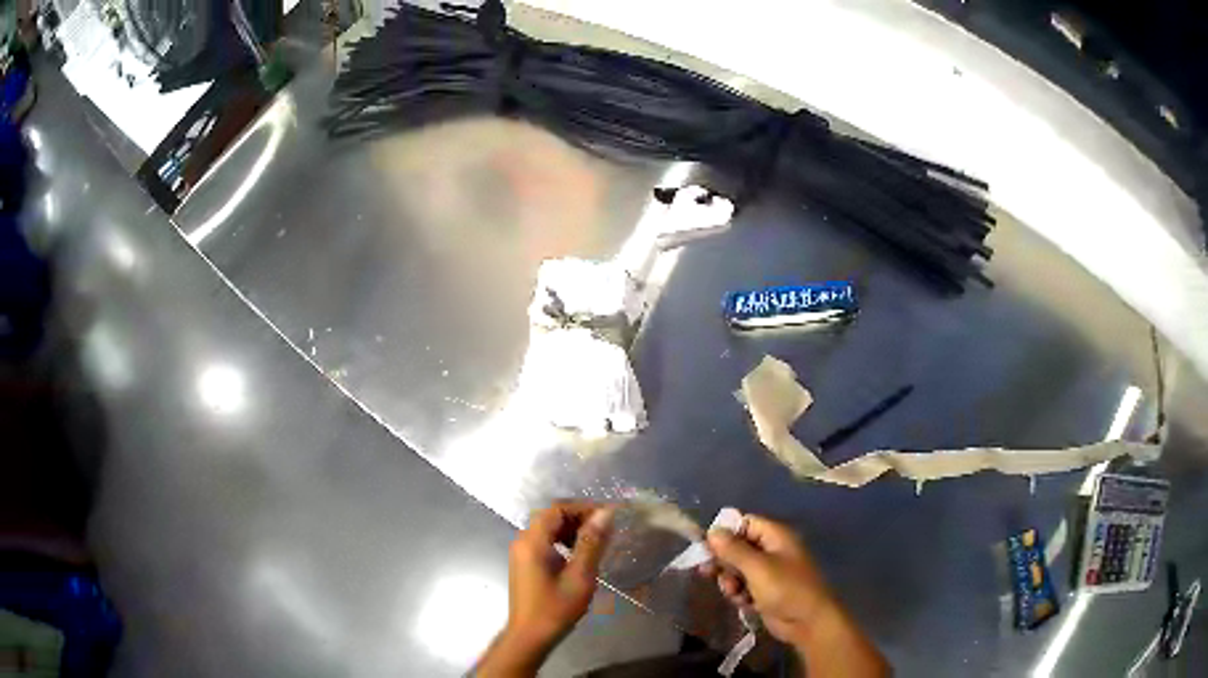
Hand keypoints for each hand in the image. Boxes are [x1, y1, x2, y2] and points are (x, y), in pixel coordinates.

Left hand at [475, 501, 613, 676]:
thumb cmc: (556, 608)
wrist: (530, 636)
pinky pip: (543, 541)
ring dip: (571, 530)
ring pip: (547, 528)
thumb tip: (605, 514)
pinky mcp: (524, 563)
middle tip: (605, 529)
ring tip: (596, 542)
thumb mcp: (580, 576)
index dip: (583, 508)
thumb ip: (591, 543)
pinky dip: (562, 541)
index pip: (557, 509)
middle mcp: (522, 541)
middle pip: (551, 516)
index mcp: (532, 541)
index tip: (608, 517)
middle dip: (579, 518)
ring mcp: (521, 553)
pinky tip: (579, 555)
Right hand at [700, 514, 831, 646]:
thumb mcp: (757, 568)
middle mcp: (772, 550)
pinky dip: (739, 592)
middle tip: (708, 572)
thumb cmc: (786, 589)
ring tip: (733, 592)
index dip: (725, 533)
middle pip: (738, 547)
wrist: (808, 621)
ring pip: (737, 568)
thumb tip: (712, 531)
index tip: (707, 547)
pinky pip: (743, 585)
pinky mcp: (765, 590)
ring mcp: (769, 571)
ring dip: (730, 580)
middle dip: (724, 561)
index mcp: (776, 536)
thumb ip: (733, 550)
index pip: (745, 523)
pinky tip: (742, 602)